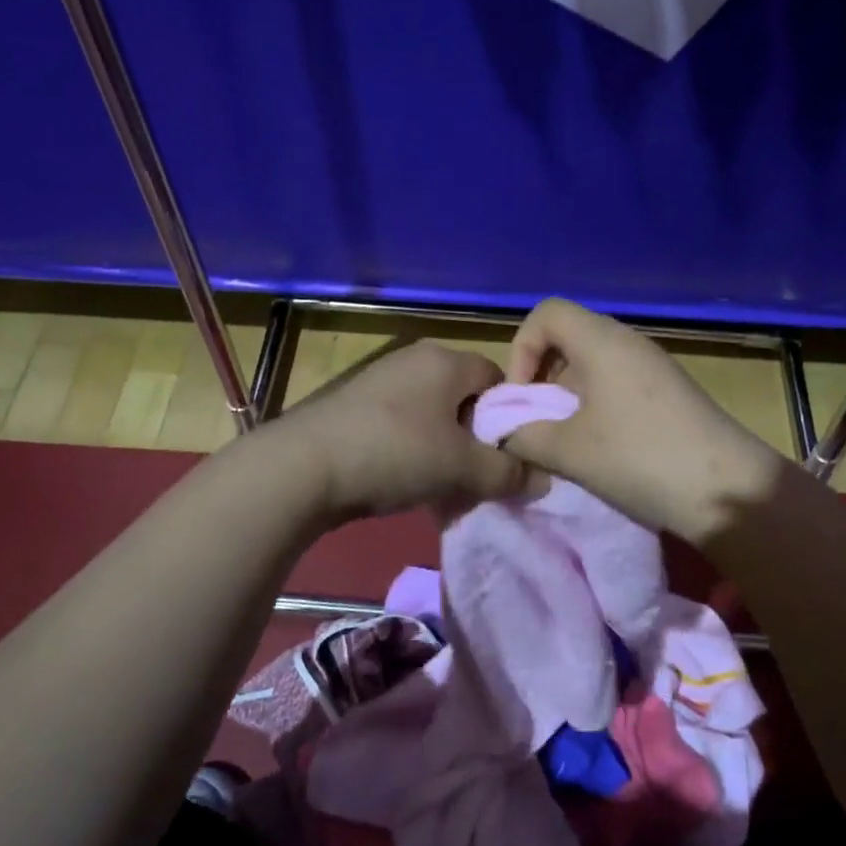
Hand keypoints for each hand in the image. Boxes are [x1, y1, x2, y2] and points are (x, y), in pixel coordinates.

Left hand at [276, 340, 535, 521]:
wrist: (303, 466)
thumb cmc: (395, 453)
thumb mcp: (461, 467)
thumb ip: (506, 473)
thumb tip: (542, 479)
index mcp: (446, 360)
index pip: (498, 378)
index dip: (510, 417)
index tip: (508, 455)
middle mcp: (414, 359)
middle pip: (464, 398)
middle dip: (476, 438)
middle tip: (478, 476)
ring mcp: (380, 381)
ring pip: (432, 415)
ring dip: (443, 448)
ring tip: (442, 485)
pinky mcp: (354, 406)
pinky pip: (401, 425)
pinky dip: (412, 450)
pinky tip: (404, 481)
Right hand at [501, 299, 784, 544]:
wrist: (729, 491)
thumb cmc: (640, 459)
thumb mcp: (569, 451)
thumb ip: (523, 436)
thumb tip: (503, 433)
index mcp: (602, 342)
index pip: (547, 313)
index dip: (521, 348)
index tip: (523, 397)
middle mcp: (629, 344)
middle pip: (568, 338)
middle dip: (542, 378)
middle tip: (538, 422)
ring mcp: (653, 368)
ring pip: (593, 366)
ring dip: (568, 398)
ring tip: (566, 441)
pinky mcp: (669, 394)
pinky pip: (617, 385)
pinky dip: (595, 407)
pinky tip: (600, 448)